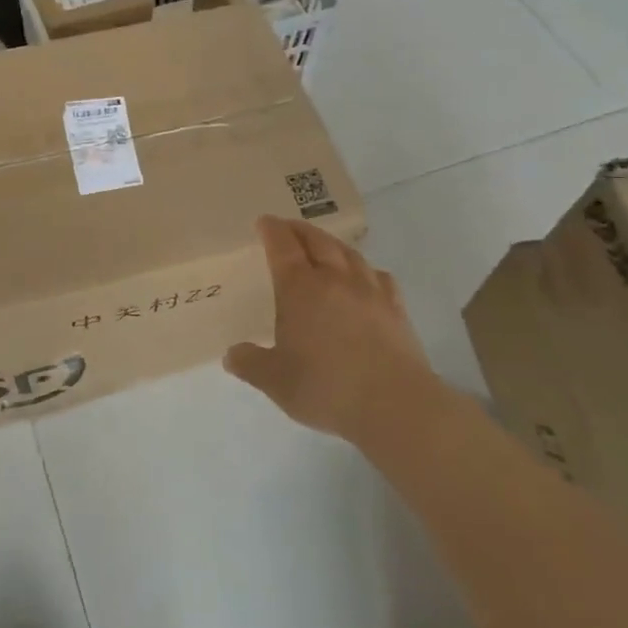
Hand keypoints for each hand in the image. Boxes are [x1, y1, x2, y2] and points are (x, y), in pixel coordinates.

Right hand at [225, 217, 435, 448]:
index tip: (263, 222)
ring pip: (349, 253)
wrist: (394, 405)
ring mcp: (369, 291)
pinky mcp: (396, 309)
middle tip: (288, 227)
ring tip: (324, 245)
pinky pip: (379, 276)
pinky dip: (366, 269)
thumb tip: (231, 355)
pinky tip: (367, 276)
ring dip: (331, 243)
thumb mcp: (275, 381)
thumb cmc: (326, 387)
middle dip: (299, 229)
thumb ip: (250, 364)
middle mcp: (334, 279)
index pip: (283, 246)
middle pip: (317, 241)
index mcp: (299, 288)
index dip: (271, 230)